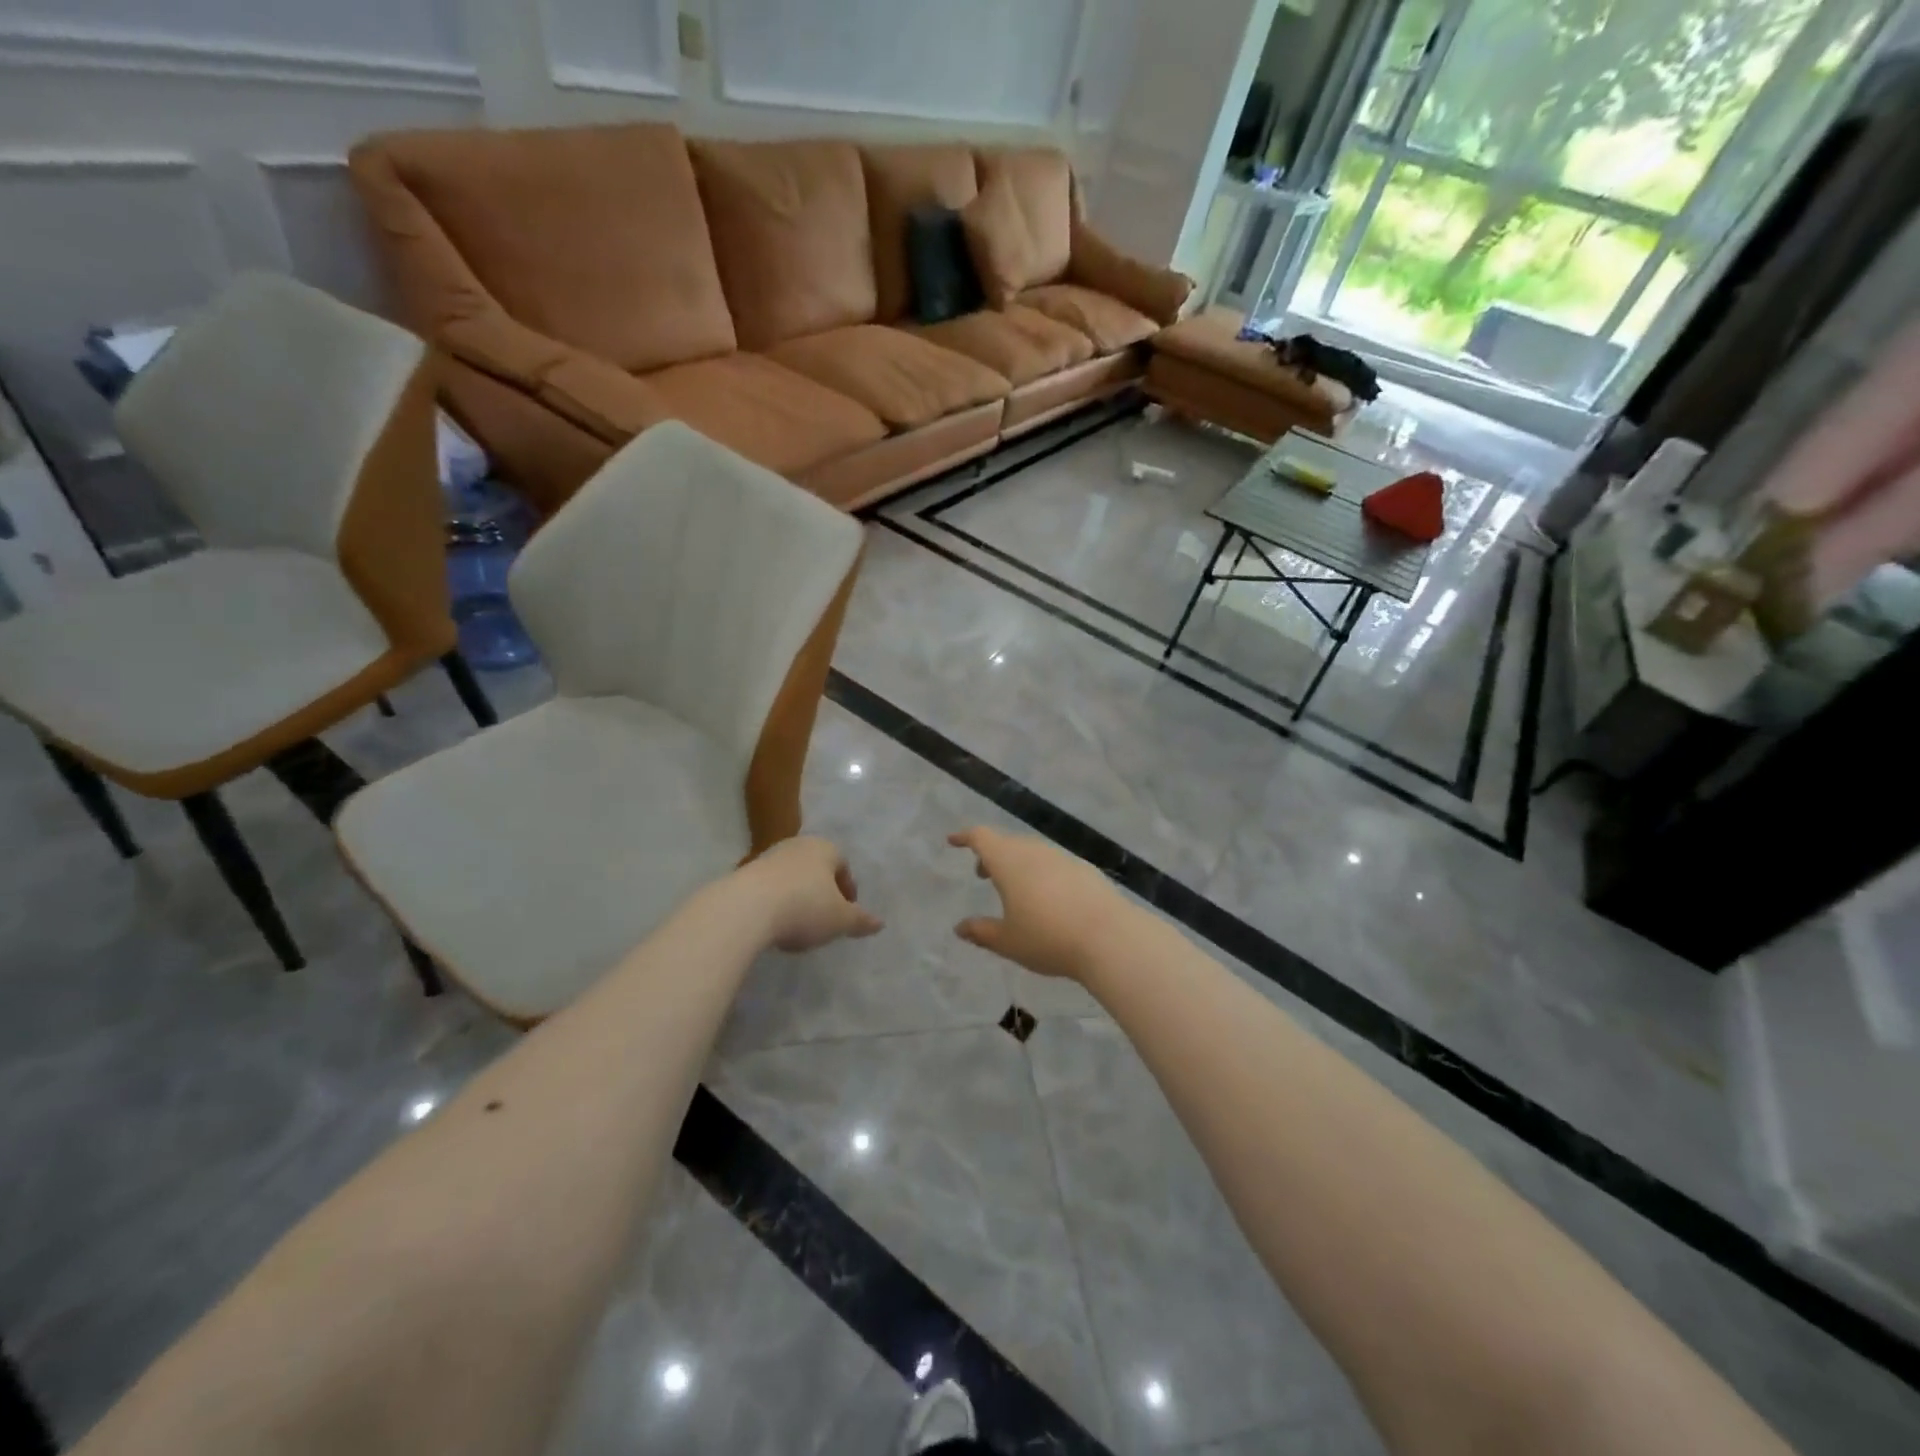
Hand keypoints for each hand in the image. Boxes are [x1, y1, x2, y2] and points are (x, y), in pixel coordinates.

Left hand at [737, 837, 882, 952]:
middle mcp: (797, 845)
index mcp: (825, 848)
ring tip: (797, 926)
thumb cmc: (805, 907)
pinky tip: (774, 925)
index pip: (843, 865)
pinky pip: (769, 888)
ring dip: (797, 898)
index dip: (848, 890)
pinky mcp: (744, 873)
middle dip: (822, 892)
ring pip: (791, 877)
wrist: (746, 908)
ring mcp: (768, 857)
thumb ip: (861, 921)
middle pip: (816, 869)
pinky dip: (775, 903)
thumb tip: (880, 923)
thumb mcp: (840, 920)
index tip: (846, 914)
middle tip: (825, 919)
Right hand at [947, 827, 1130, 981]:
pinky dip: (1041, 873)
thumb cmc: (1048, 938)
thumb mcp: (1007, 941)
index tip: (953, 840)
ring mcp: (1062, 858)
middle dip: (991, 855)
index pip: (981, 837)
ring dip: (1017, 864)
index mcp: (1009, 862)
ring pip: (1032, 852)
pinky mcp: (1084, 870)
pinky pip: (1053, 864)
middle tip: (982, 874)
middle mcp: (1034, 851)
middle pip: (1007, 843)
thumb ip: (981, 931)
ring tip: (1014, 890)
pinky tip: (1048, 899)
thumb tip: (960, 927)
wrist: (1109, 937)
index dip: (965, 837)